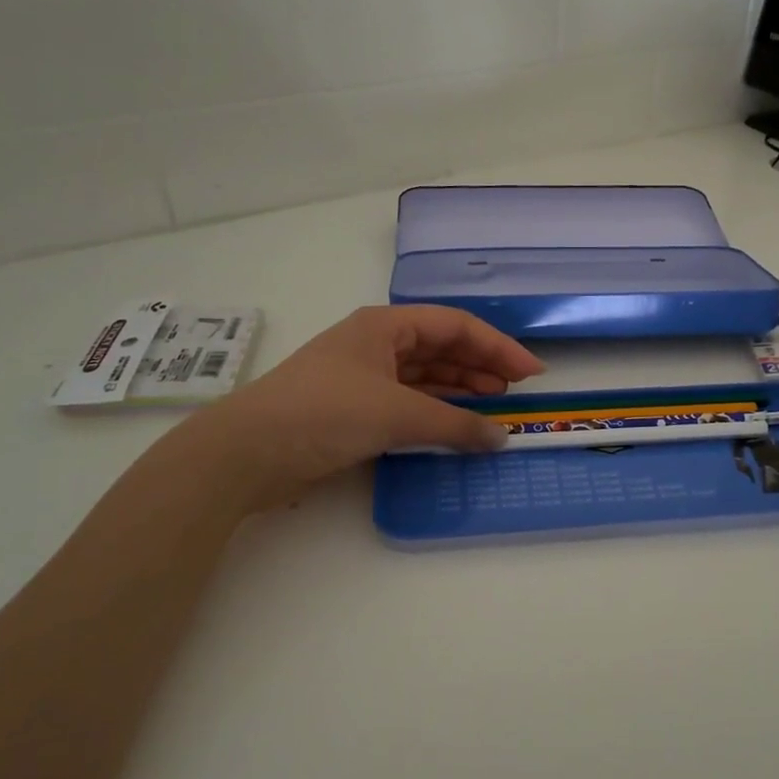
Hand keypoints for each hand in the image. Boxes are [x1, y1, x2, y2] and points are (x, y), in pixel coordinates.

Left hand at [202, 306, 543, 504]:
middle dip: (480, 367)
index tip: (531, 373)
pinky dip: (435, 413)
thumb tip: (500, 438)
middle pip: (441, 348)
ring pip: (425, 377)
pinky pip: (408, 403)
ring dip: (460, 391)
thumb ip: (454, 426)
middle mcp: (376, 345)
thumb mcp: (397, 414)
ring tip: (494, 409)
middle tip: (515, 393)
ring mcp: (363, 377)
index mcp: (385, 326)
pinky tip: (455, 426)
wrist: (247, 452)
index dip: (497, 346)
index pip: (454, 326)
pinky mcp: (353, 409)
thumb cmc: (325, 413)